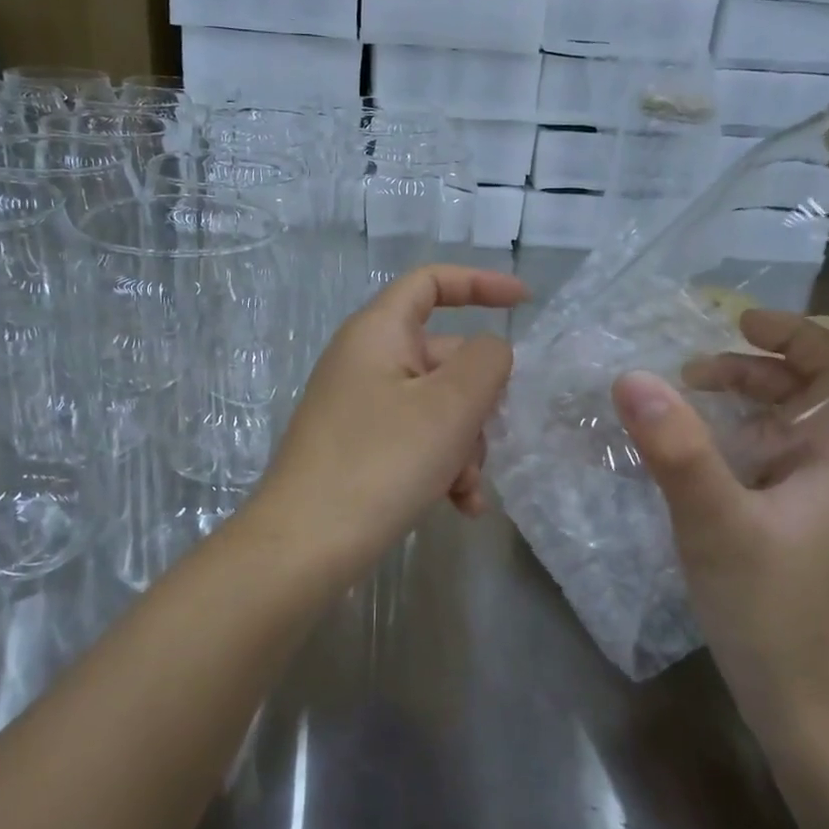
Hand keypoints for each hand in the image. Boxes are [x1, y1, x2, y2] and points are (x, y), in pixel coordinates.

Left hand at [251, 264, 528, 576]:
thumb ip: (486, 362)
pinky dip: (441, 465)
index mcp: (378, 332)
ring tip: (467, 490)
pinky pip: (414, 440)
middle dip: (478, 401)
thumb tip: (489, 351)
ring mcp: (359, 407)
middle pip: (443, 357)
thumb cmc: (382, 462)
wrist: (304, 546)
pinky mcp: (358, 449)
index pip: (431, 282)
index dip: (480, 284)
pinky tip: (460, 507)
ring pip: (435, 407)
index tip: (525, 304)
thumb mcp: (450, 406)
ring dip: (464, 444)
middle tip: (488, 440)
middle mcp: (365, 361)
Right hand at [610, 310, 828, 735]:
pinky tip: (685, 476)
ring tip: (678, 415)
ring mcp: (813, 517)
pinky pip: (759, 478)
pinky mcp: (792, 548)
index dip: (795, 335)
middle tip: (690, 375)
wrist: (823, 724)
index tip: (737, 321)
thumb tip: (631, 376)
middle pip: (804, 401)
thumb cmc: (780, 616)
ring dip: (734, 416)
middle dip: (750, 374)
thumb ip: (675, 449)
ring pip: (778, 442)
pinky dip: (725, 458)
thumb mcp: (717, 524)